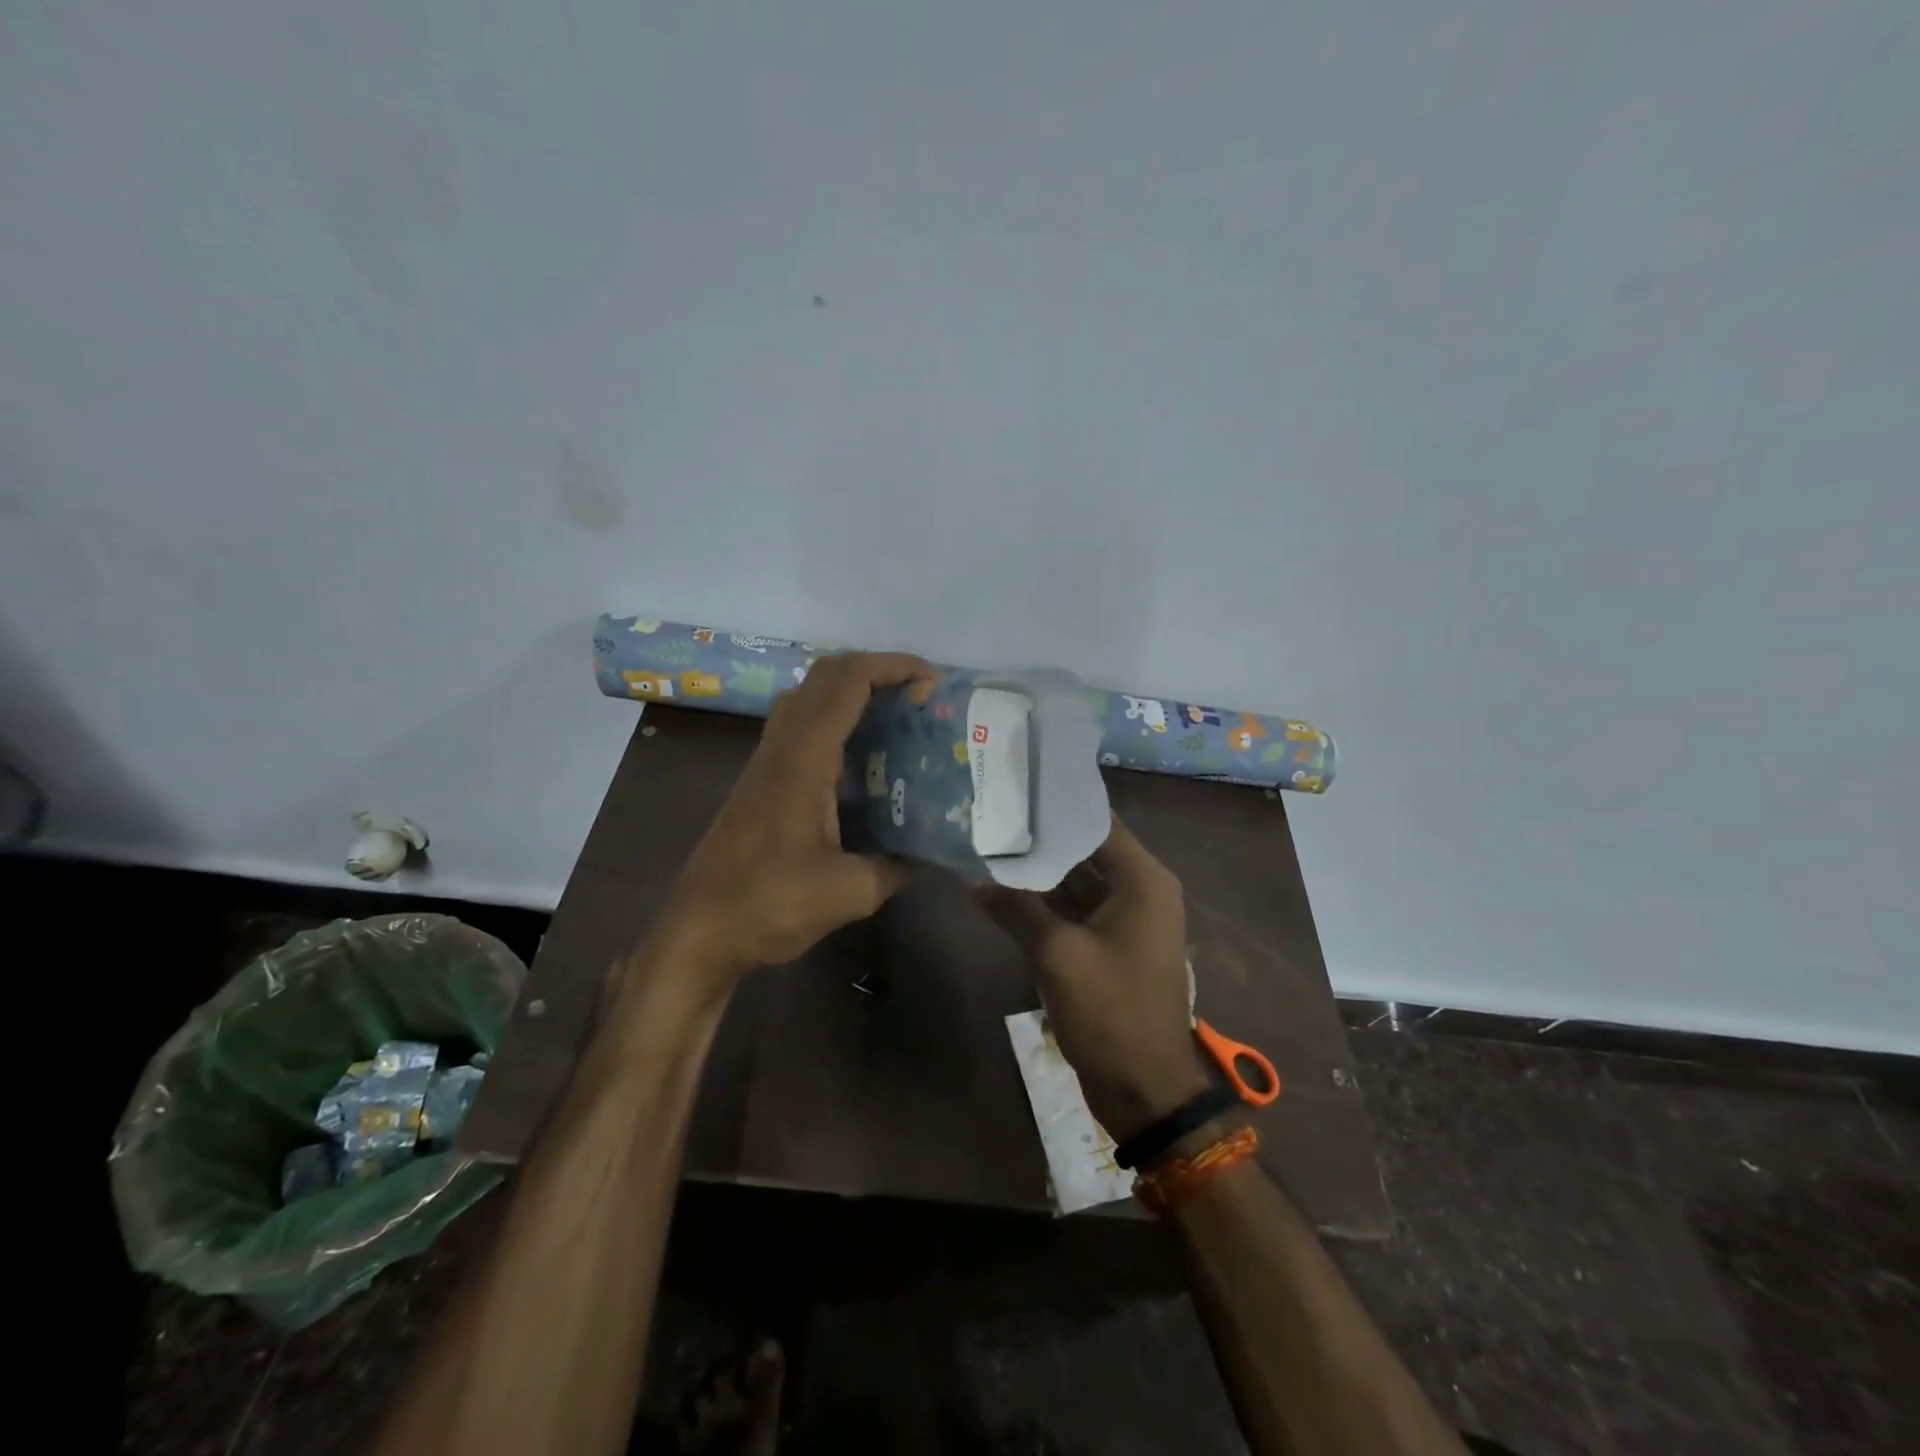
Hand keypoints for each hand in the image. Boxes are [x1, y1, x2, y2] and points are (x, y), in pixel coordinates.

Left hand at [656, 651, 940, 988]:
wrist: (698, 932)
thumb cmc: (769, 905)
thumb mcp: (849, 893)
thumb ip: (894, 867)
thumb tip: (922, 856)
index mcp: (803, 760)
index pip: (848, 683)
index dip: (893, 667)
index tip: (933, 681)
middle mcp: (781, 747)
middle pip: (826, 674)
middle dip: (877, 669)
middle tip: (919, 696)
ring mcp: (766, 761)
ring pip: (808, 696)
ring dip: (852, 690)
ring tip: (896, 717)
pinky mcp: (760, 780)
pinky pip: (800, 724)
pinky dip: (835, 718)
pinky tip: (861, 759)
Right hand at [977, 815, 1212, 1140]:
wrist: (1146, 1090)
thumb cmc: (1111, 1013)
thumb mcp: (1057, 956)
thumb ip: (1016, 909)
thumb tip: (972, 879)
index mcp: (1143, 881)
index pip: (1097, 822)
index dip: (1056, 805)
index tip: (1014, 788)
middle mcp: (1141, 890)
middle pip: (1086, 849)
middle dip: (1041, 838)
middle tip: (993, 815)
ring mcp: (1128, 918)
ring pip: (1080, 879)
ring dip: (1041, 871)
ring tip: (991, 845)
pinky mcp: (1113, 943)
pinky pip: (1079, 908)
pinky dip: (1048, 901)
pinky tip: (1006, 890)